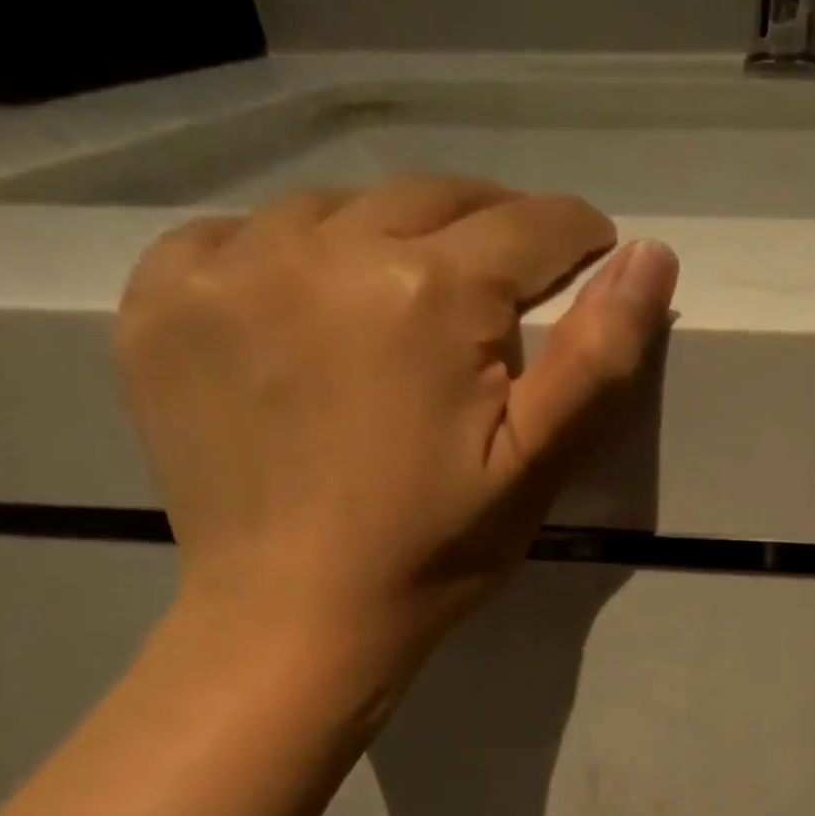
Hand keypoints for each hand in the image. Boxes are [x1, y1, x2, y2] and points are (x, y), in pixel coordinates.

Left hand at [114, 174, 677, 681]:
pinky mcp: (162, 297)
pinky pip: (240, 236)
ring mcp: (229, 264)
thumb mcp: (535, 468)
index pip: (528, 225)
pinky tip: (307, 320)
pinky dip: (290, 261)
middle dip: (490, 230)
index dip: (576, 236)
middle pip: (435, 198)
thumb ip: (597, 360)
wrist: (296, 616)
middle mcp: (325, 246)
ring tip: (406, 312)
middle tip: (507, 286)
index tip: (592, 253)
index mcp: (430, 292)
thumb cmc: (434, 551)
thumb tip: (652, 257)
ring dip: (390, 242)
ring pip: (338, 209)